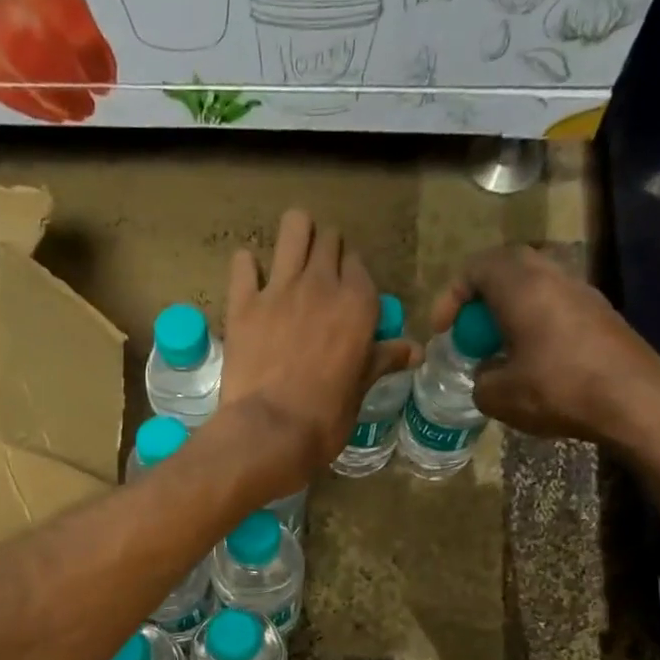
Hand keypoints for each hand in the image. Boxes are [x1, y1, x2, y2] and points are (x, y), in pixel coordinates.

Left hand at [214, 209, 417, 499]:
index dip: (350, 278)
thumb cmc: (323, 419)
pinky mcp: (243, 303)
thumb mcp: (360, 390)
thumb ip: (382, 360)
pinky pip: (243, 262)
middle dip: (325, 252)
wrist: (269, 433)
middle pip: (329, 240)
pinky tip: (250, 284)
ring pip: (294, 227)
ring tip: (290, 261)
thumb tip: (416, 350)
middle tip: (317, 280)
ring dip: (294, 237)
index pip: (358, 266)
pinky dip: (247, 267)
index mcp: (358, 304)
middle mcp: (322, 284)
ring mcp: (280, 288)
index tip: (343, 297)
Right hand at [430, 245, 659, 465]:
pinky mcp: (599, 314)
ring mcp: (581, 292)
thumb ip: (479, 379)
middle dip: (481, 298)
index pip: (477, 268)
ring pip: (534, 286)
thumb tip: (486, 374)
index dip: (452, 296)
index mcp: (521, 287)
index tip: (444, 331)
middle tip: (469, 332)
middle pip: (508, 269)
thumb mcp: (497, 396)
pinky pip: (554, 305)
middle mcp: (552, 277)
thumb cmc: (557, 389)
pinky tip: (529, 361)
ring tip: (497, 349)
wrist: (633, 399)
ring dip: (509, 311)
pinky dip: (533, 323)